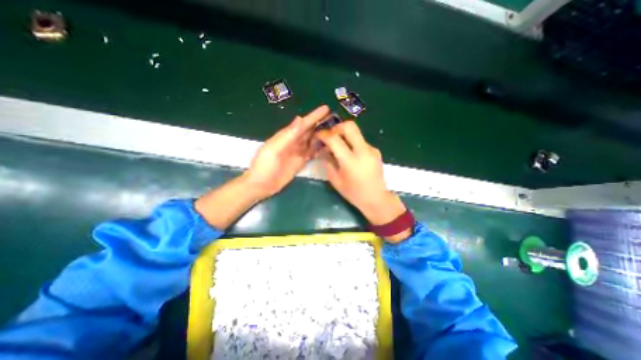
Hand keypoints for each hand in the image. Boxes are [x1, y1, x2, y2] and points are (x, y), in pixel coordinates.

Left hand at [242, 104, 329, 198]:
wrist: (261, 185)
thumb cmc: (264, 166)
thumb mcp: (273, 149)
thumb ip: (287, 136)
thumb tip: (299, 119)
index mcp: (286, 136)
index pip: (303, 124)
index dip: (314, 116)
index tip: (326, 108)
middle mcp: (294, 142)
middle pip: (309, 131)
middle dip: (320, 124)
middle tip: (335, 119)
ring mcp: (298, 152)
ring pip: (313, 141)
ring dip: (322, 136)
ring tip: (335, 131)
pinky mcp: (301, 162)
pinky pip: (312, 153)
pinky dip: (320, 149)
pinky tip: (328, 147)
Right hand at [317, 121, 410, 238]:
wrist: (377, 199)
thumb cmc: (354, 193)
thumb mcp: (336, 181)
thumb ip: (328, 163)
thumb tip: (324, 150)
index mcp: (350, 161)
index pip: (334, 139)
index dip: (323, 134)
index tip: (318, 135)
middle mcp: (363, 151)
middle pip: (349, 126)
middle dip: (336, 127)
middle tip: (330, 136)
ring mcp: (371, 149)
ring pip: (356, 133)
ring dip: (345, 136)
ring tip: (339, 147)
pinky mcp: (376, 151)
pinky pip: (361, 141)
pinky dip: (352, 143)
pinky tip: (350, 155)